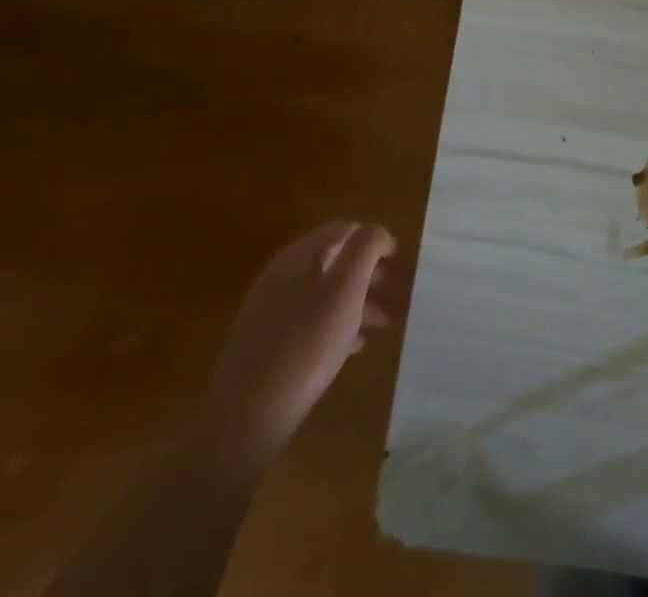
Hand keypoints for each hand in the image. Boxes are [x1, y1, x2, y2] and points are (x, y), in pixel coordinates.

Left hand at [203, 222, 395, 465]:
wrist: (247, 418)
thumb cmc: (306, 344)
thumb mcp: (346, 287)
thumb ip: (366, 248)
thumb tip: (377, 233)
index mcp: (299, 256)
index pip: (345, 230)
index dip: (375, 240)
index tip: (401, 261)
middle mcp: (282, 276)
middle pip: (336, 261)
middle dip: (371, 274)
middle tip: (399, 292)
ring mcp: (272, 311)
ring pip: (326, 293)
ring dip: (360, 301)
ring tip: (387, 323)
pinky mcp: (268, 345)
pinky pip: (312, 321)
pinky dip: (339, 324)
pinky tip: (355, 345)